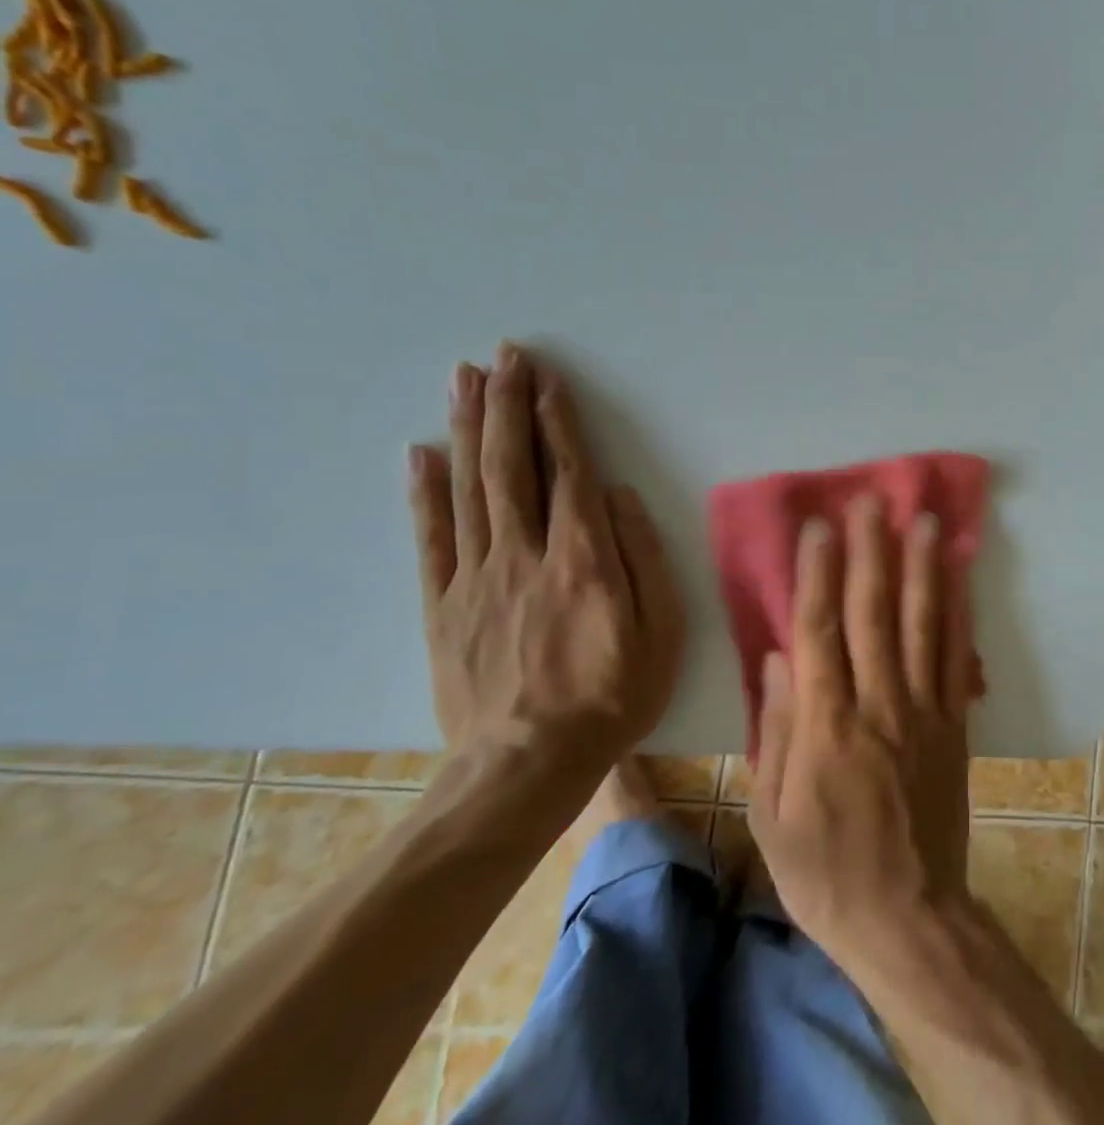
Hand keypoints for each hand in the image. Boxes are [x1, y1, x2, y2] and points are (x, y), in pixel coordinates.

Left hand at [407, 343, 684, 777]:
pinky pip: (431, 539)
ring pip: (469, 488)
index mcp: (583, 558)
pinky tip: (421, 453)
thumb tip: (618, 496)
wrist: (526, 767)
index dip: (558, 420)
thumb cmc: (612, 696)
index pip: (568, 471)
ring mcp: (477, 577)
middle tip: (502, 357)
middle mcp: (525, 554)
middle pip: (511, 466)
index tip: (548, 378)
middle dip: (508, 405)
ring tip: (464, 380)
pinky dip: (424, 493)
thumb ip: (642, 557)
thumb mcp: (661, 631)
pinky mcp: (444, 605)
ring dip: (468, 429)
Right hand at [749, 494, 976, 966]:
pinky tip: (959, 580)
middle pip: (873, 615)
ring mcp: (923, 712)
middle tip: (873, 502)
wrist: (908, 916)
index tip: (821, 527)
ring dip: (923, 570)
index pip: (819, 633)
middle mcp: (878, 706)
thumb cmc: (824, 872)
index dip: (818, 575)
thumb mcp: (771, 815)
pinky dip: (958, 616)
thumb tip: (776, 658)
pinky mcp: (954, 725)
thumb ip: (774, 731)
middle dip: (872, 553)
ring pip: (922, 627)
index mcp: (825, 728)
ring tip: (925, 522)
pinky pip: (956, 661)